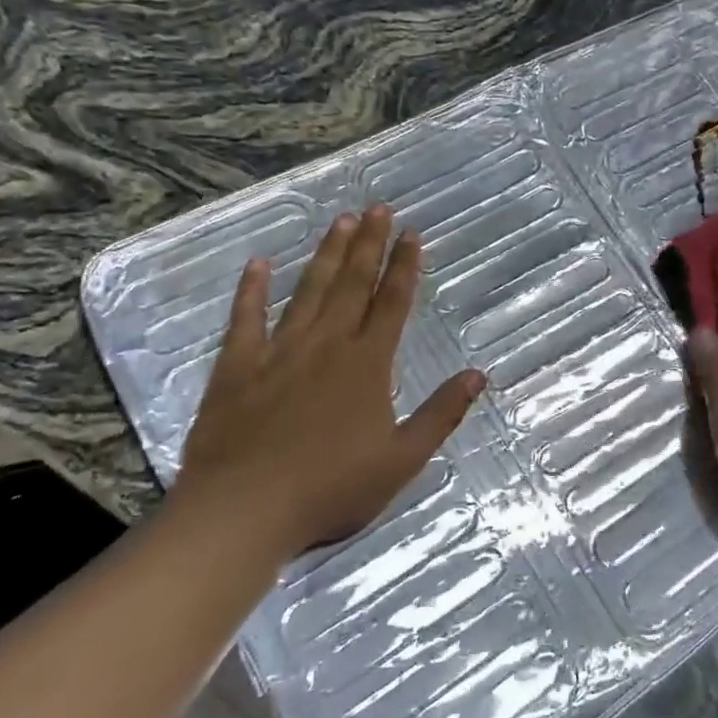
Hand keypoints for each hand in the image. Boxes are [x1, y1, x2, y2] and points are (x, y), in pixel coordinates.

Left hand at [174, 206, 485, 562]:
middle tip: (378, 208)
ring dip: (326, 254)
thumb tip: (479, 374)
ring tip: (341, 221)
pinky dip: (251, 290)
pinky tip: (258, 264)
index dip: (405, 266)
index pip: (393, 303)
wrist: (245, 509)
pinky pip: (246, 318)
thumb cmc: (330, 489)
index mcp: (367, 364)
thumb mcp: (401, 460)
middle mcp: (326, 344)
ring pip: (308, 291)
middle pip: (352, 284)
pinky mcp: (237, 366)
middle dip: (369, 244)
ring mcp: (279, 351)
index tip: (413, 233)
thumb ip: (441, 414)